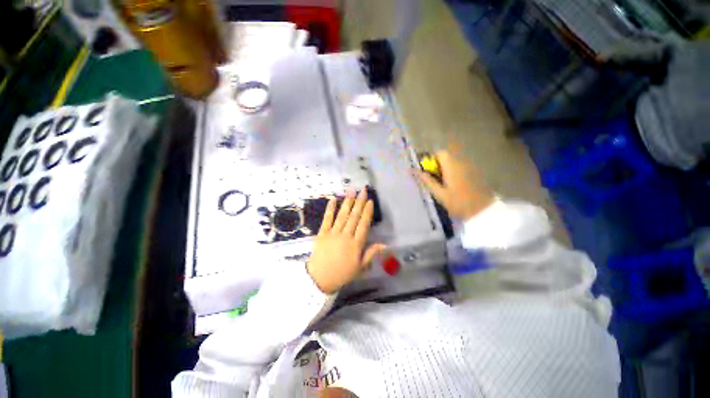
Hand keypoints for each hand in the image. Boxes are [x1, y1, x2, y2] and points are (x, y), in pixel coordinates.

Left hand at [307, 188, 386, 293]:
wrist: (320, 278)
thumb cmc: (342, 273)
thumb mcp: (360, 267)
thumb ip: (371, 253)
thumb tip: (384, 244)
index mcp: (356, 244)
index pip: (363, 224)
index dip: (367, 212)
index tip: (370, 201)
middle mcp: (346, 235)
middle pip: (354, 216)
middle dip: (359, 202)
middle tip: (362, 190)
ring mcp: (333, 233)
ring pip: (342, 215)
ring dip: (347, 202)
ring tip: (351, 191)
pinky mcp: (322, 233)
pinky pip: (327, 219)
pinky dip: (330, 209)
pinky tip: (333, 199)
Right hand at [417, 150, 494, 219]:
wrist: (482, 211)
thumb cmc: (458, 202)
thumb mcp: (439, 193)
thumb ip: (426, 180)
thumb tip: (412, 170)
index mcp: (451, 166)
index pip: (440, 153)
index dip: (430, 158)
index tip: (425, 169)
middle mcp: (461, 163)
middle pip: (446, 157)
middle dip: (436, 164)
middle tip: (431, 178)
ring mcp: (469, 167)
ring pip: (452, 162)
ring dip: (444, 168)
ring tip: (439, 183)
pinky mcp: (473, 173)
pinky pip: (459, 167)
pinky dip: (451, 172)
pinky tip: (450, 185)